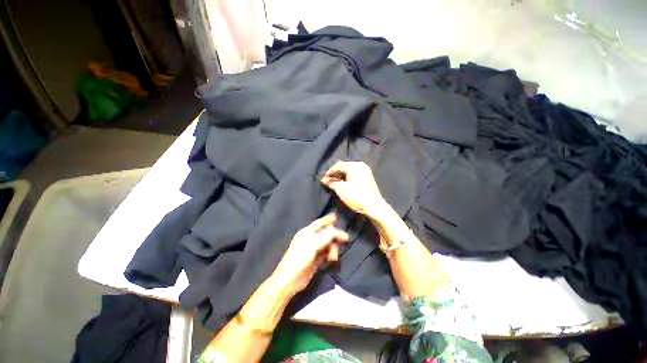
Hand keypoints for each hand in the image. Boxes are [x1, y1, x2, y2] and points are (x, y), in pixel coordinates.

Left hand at [271, 214, 348, 295]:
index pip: (319, 223)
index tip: (337, 217)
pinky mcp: (316, 259)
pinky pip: (327, 252)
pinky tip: (332, 259)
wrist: (289, 281)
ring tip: (333, 257)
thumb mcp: (312, 245)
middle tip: (341, 242)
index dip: (328, 219)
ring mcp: (313, 249)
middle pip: (326, 233)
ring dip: (333, 248)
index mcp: (307, 233)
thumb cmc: (299, 259)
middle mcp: (310, 239)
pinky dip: (331, 254)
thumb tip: (338, 232)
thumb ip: (326, 236)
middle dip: (334, 237)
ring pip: (328, 243)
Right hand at [321, 161, 386, 217]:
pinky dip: (347, 177)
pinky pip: (354, 173)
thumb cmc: (356, 196)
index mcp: (354, 166)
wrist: (374, 206)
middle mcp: (360, 165)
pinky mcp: (367, 176)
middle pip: (344, 166)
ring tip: (335, 183)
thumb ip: (332, 183)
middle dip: (335, 173)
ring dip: (341, 175)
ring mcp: (365, 170)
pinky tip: (344, 183)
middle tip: (328, 181)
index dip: (329, 172)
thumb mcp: (341, 190)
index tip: (323, 179)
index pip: (338, 166)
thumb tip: (324, 180)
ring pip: (349, 170)